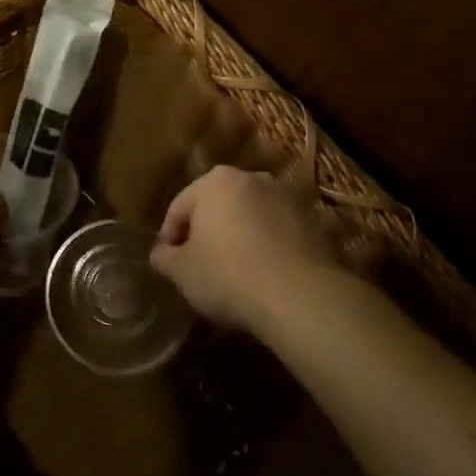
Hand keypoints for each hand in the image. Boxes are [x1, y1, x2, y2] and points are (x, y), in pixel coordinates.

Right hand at [149, 166, 345, 335]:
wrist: (301, 297)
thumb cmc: (228, 275)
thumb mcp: (181, 272)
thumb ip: (164, 257)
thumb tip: (162, 253)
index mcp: (215, 181)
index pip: (179, 206)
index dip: (169, 237)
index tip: (169, 264)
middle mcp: (252, 178)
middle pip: (216, 207)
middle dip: (206, 233)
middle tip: (199, 267)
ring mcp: (286, 198)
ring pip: (249, 218)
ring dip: (237, 239)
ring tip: (233, 274)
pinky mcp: (313, 223)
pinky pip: (276, 233)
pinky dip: (265, 248)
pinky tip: (262, 277)